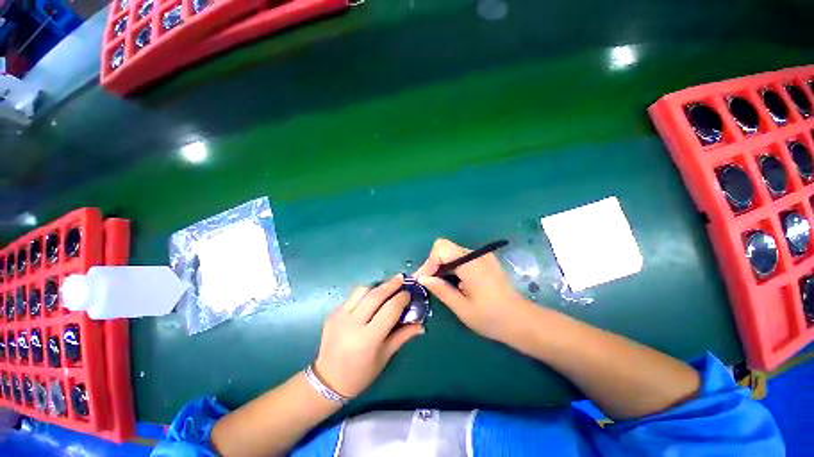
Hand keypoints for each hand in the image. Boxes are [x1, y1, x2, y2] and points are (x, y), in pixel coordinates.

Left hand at [314, 275, 423, 398]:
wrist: (327, 380)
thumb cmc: (360, 374)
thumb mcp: (385, 357)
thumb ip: (403, 336)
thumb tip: (421, 325)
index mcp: (368, 338)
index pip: (390, 310)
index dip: (402, 298)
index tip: (409, 293)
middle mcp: (353, 323)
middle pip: (376, 295)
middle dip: (391, 284)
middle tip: (401, 278)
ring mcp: (340, 316)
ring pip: (362, 290)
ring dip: (376, 287)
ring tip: (386, 288)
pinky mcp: (333, 313)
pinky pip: (352, 297)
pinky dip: (364, 294)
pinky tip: (370, 300)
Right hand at [415, 239, 534, 342]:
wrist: (521, 320)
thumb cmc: (491, 318)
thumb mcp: (462, 308)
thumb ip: (441, 290)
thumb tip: (422, 279)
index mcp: (471, 264)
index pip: (441, 248)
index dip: (429, 262)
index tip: (424, 280)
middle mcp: (477, 254)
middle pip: (446, 248)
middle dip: (433, 264)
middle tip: (428, 283)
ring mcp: (482, 256)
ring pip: (452, 252)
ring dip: (442, 266)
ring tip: (439, 284)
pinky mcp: (485, 260)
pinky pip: (461, 257)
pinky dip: (452, 267)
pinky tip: (453, 282)